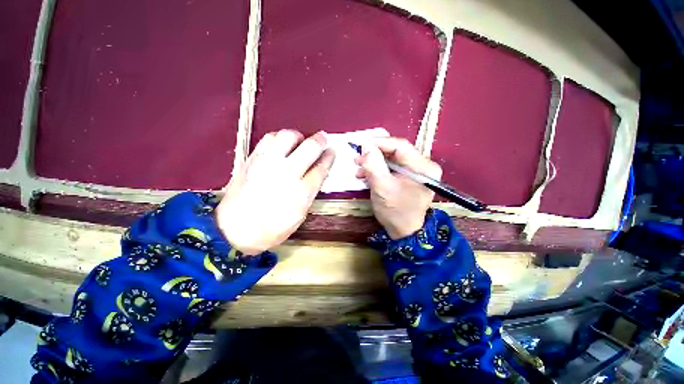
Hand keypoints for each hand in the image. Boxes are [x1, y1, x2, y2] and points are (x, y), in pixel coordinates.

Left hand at [217, 130, 334, 254]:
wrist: (233, 231)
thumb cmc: (271, 229)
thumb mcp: (299, 215)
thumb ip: (310, 192)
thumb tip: (317, 174)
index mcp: (301, 192)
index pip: (321, 168)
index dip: (329, 157)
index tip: (332, 152)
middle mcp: (286, 174)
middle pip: (309, 148)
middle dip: (320, 140)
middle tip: (323, 138)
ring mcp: (267, 164)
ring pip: (288, 136)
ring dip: (299, 136)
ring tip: (300, 141)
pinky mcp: (251, 160)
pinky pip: (268, 139)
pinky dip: (278, 137)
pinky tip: (281, 145)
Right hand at [356, 137, 441, 239]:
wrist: (403, 232)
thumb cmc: (396, 212)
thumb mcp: (382, 188)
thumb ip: (374, 166)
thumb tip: (366, 146)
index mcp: (423, 167)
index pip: (401, 146)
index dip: (379, 143)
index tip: (361, 144)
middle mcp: (422, 166)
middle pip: (396, 152)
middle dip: (374, 154)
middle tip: (357, 157)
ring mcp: (415, 172)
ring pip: (391, 159)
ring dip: (374, 162)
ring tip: (358, 167)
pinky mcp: (408, 178)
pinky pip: (391, 168)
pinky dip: (377, 169)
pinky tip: (365, 174)